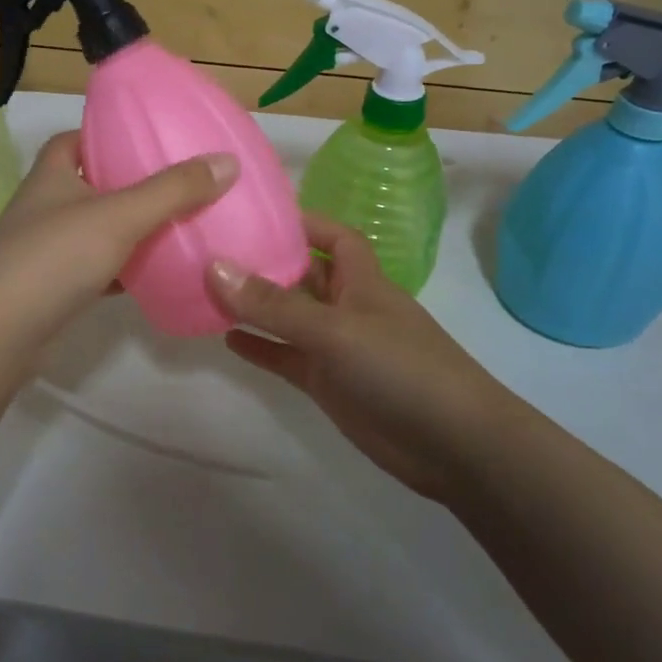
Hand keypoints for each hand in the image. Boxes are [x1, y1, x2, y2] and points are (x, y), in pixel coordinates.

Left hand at [0, 131, 237, 349]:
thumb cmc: (54, 257)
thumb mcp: (119, 215)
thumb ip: (173, 190)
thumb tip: (227, 161)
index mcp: (52, 173)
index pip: (78, 138)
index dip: (109, 134)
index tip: (149, 140)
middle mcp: (45, 205)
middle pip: (93, 184)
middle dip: (131, 184)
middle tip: (178, 184)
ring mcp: (46, 249)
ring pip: (97, 229)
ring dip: (130, 229)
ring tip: (178, 225)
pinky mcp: (53, 287)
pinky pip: (97, 267)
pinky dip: (124, 269)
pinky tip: (155, 274)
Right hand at [208, 215, 520, 502]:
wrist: (454, 446)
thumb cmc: (401, 369)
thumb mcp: (335, 330)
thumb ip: (274, 304)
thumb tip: (215, 267)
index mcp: (362, 282)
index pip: (334, 237)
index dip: (304, 222)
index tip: (257, 215)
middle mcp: (347, 308)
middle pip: (303, 275)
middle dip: (266, 263)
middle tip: (213, 251)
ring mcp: (337, 348)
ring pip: (289, 318)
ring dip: (255, 307)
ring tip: (207, 291)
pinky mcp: (328, 384)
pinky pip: (286, 357)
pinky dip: (261, 348)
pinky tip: (228, 341)